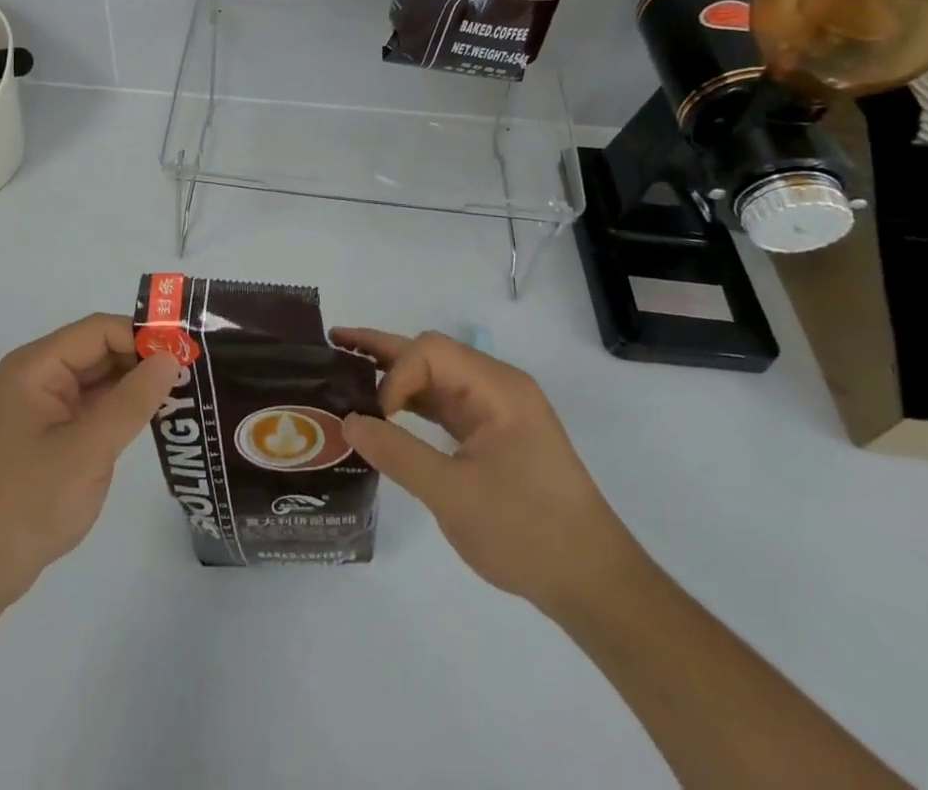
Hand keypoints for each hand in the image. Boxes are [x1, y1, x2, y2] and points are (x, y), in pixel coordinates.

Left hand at [0, 314, 179, 613]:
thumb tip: (171, 358)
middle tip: (194, 373)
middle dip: (143, 359)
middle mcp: (39, 376)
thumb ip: (132, 402)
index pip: (99, 330)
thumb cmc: (27, 503)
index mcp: (37, 366)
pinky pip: (92, 407)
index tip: (187, 353)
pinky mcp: (50, 434)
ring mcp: (43, 406)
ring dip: (136, 385)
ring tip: (185, 393)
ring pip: (99, 379)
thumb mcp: (87, 450)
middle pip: (100, 350)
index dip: (143, 336)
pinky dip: (122, 409)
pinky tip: (154, 419)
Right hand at [331, 328, 642, 616]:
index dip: (394, 375)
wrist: (593, 584)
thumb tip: (349, 422)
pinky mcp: (494, 435)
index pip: (431, 352)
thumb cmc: (527, 532)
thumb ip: (397, 453)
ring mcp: (497, 411)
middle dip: (383, 351)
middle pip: (431, 354)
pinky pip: (445, 405)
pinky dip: (412, 404)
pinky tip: (384, 411)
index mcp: (497, 388)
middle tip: (334, 344)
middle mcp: (497, 387)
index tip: (376, 418)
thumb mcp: (454, 496)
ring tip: (348, 370)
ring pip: (436, 378)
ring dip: (394, 376)